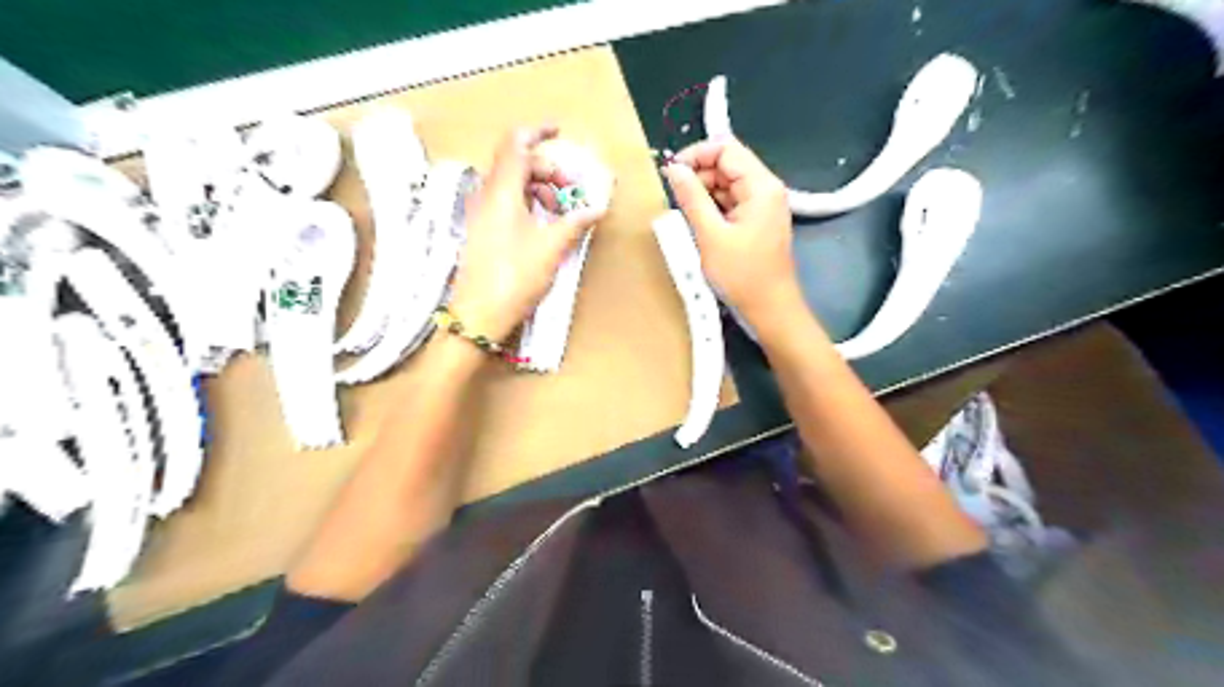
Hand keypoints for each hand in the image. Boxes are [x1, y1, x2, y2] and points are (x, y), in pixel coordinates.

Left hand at [447, 126, 603, 341]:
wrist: (477, 316)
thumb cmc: (513, 277)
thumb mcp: (551, 248)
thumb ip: (575, 222)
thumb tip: (596, 208)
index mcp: (501, 191)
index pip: (516, 144)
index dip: (537, 132)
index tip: (559, 132)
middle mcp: (486, 195)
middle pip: (517, 163)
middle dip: (548, 170)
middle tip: (573, 192)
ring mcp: (481, 213)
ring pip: (512, 184)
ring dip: (539, 188)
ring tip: (562, 212)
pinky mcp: (482, 230)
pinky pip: (506, 202)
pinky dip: (528, 203)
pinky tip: (544, 225)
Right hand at [660, 140, 804, 327]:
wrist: (770, 310)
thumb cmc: (742, 275)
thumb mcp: (710, 236)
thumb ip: (691, 198)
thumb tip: (673, 169)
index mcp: (761, 186)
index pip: (726, 149)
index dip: (696, 155)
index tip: (671, 173)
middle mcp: (765, 189)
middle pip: (727, 164)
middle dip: (698, 175)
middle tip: (676, 199)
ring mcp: (762, 206)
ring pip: (726, 184)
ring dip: (703, 194)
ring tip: (685, 215)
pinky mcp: (756, 221)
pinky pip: (730, 203)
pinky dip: (712, 208)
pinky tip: (699, 224)